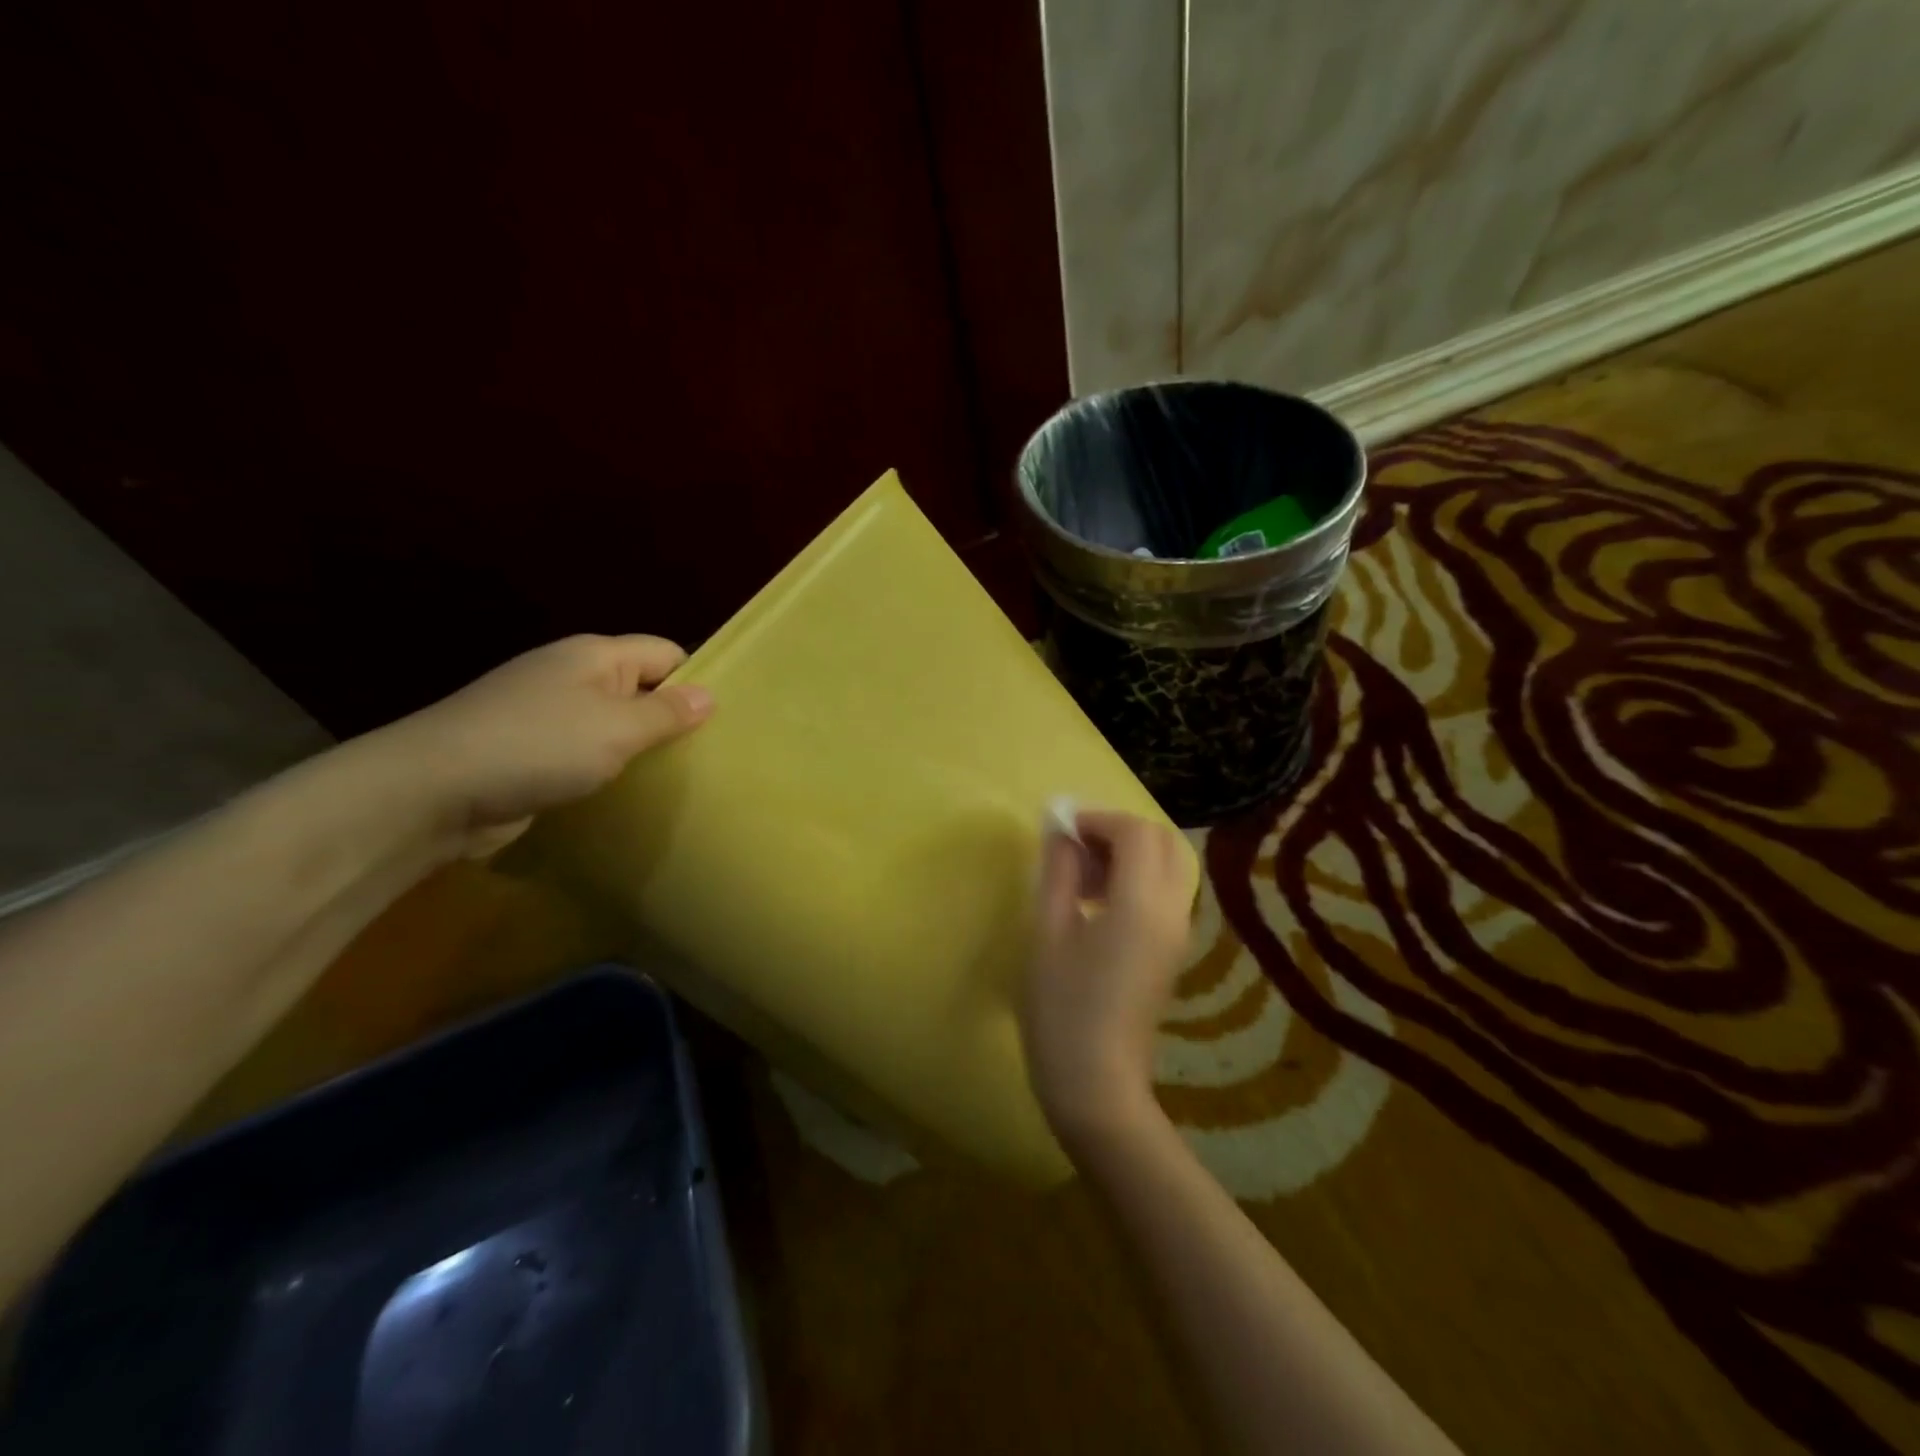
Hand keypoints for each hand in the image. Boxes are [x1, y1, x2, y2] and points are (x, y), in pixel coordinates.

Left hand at [368, 634, 713, 857]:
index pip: (665, 652)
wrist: (432, 791)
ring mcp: (545, 712)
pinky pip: (584, 751)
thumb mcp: (617, 728)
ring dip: (638, 747)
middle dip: (671, 717)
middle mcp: (571, 675)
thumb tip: (709, 696)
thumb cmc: (538, 746)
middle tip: (710, 754)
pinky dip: (606, 767)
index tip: (725, 719)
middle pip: (640, 686)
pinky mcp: (528, 750)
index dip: (696, 679)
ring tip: (678, 778)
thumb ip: (667, 712)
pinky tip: (626, 793)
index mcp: (595, 655)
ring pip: (612, 722)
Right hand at [1023, 810, 1193, 1152]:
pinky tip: (1095, 905)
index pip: (1135, 832)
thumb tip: (1060, 830)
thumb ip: (1059, 872)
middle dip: (1118, 831)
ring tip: (1080, 877)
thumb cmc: (1062, 1009)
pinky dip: (1135, 879)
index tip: (1060, 828)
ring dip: (1128, 854)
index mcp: (1142, 904)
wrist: (1097, 1085)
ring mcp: (1178, 933)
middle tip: (1074, 846)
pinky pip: (1163, 893)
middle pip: (1161, 842)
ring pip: (1167, 866)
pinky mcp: (1172, 952)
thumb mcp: (1049, 933)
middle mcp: (1172, 911)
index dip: (1097, 818)